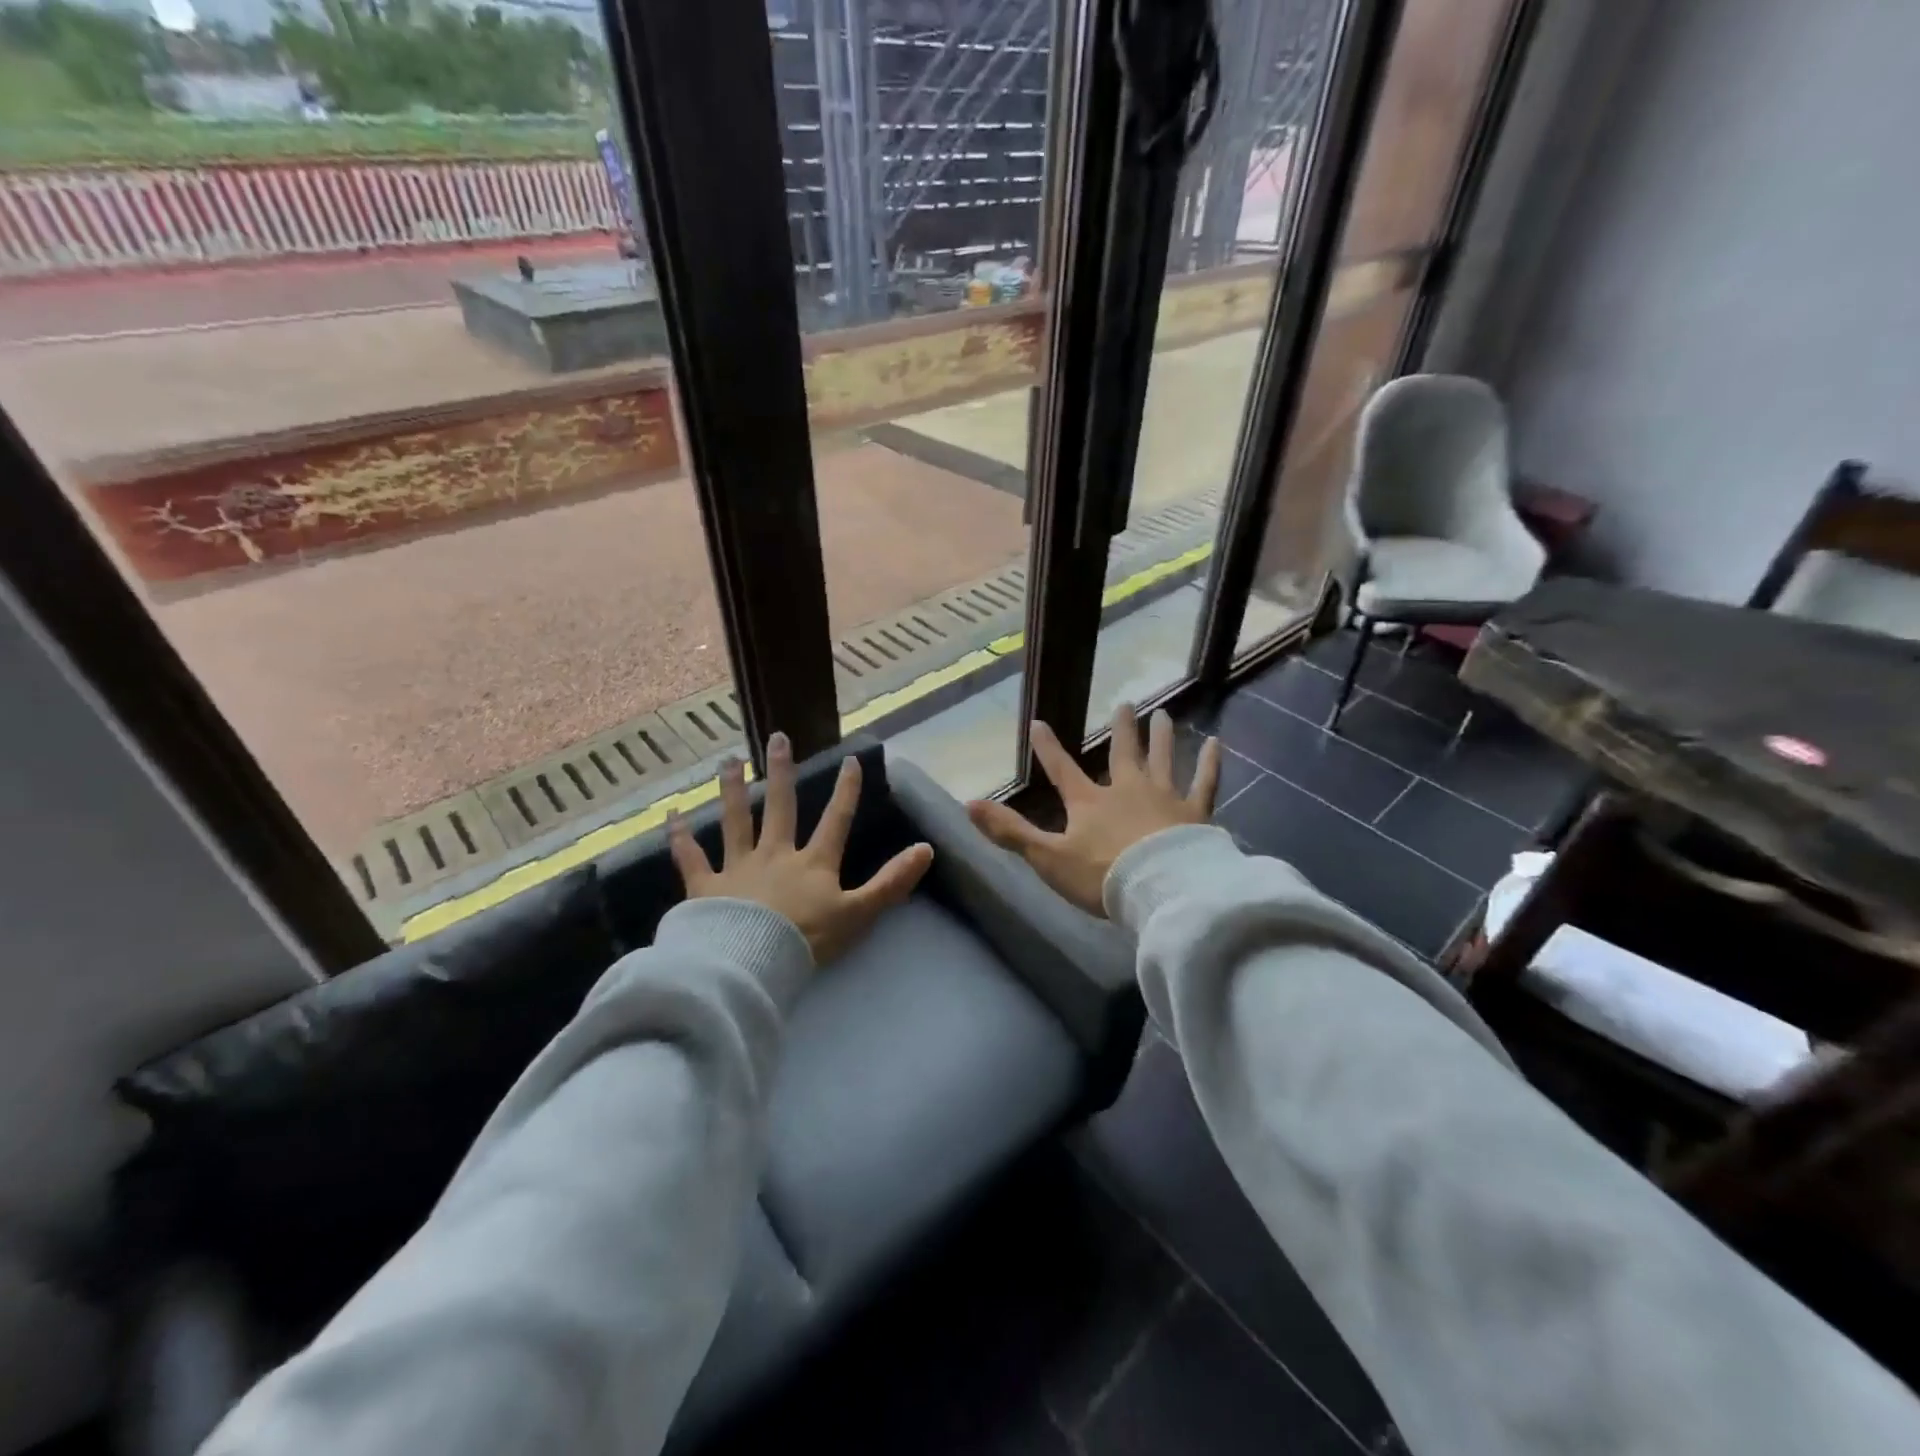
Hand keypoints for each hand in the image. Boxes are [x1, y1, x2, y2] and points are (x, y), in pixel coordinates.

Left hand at [670, 733, 933, 964]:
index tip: (851, 759)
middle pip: (780, 807)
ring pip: (735, 820)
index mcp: (813, 863)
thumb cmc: (807, 941)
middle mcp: (775, 855)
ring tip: (728, 760)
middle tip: (777, 737)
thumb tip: (926, 849)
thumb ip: (891, 883)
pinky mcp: (704, 887)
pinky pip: (689, 857)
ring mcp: (737, 867)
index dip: (846, 790)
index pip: (835, 820)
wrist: (751, 964)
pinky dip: (679, 836)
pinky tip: (670, 814)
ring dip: (732, 789)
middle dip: (782, 771)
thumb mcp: (859, 914)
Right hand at [966, 706, 1219, 915]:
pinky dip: (1210, 763)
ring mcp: (1164, 798)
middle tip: (1124, 704)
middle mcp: (1127, 791)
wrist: (1159, 890)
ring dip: (1161, 737)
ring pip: (1162, 760)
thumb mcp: (1047, 858)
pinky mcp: (1195, 813)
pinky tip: (1216, 742)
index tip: (1038, 722)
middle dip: (1121, 730)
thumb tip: (967, 804)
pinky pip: (1204, 782)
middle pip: (1122, 754)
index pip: (1062, 770)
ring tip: (1163, 714)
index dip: (1047, 748)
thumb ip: (1010, 832)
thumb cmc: (1101, 877)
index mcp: (1090, 803)